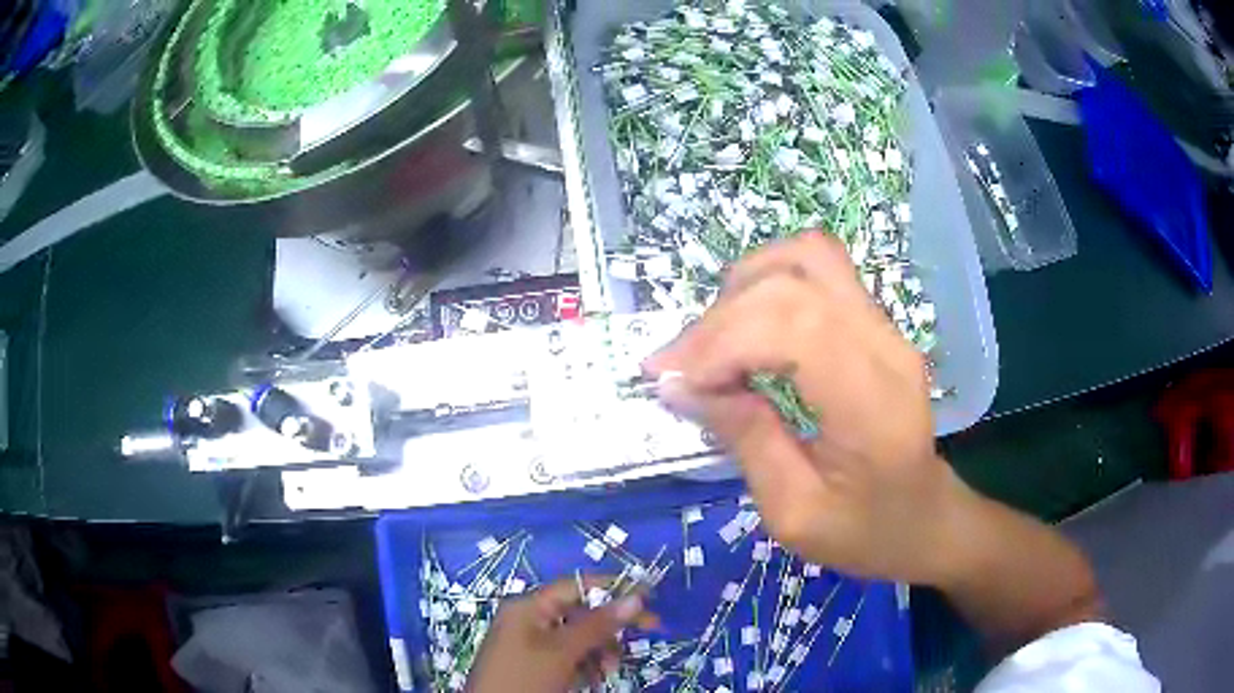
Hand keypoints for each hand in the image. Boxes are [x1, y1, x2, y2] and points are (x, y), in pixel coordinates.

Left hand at [466, 578, 653, 692]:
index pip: (577, 586)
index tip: (650, 597)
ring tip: (608, 670)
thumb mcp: (563, 651)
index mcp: (529, 606)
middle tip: (650, 631)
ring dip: (600, 650)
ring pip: (578, 637)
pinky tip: (593, 679)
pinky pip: (569, 656)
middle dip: (609, 627)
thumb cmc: (525, 678)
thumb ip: (598, 624)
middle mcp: (530, 619)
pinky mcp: (535, 665)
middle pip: (580, 612)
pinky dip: (586, 664)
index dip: (613, 588)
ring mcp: (531, 643)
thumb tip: (636, 597)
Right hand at [645, 233, 956, 584]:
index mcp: (871, 400)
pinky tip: (746, 326)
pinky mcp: (875, 322)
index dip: (720, 343)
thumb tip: (679, 386)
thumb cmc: (866, 531)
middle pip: (791, 283)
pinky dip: (768, 284)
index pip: (792, 326)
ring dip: (745, 286)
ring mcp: (884, 325)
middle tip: (678, 369)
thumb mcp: (794, 513)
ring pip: (807, 256)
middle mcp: (884, 344)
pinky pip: (817, 271)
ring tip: (712, 340)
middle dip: (719, 319)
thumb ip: (744, 440)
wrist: (925, 519)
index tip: (671, 382)